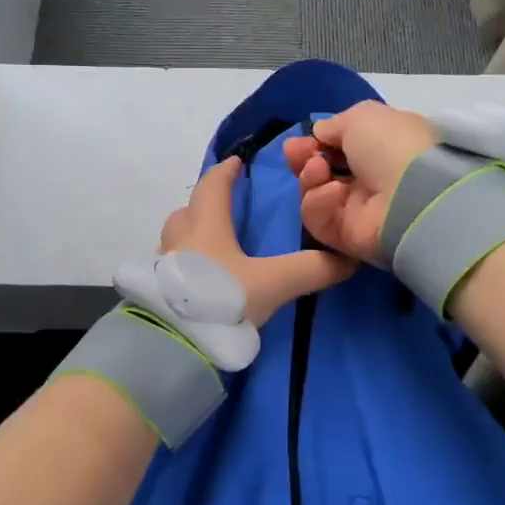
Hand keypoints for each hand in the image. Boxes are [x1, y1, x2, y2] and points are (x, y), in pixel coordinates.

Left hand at [160, 155, 355, 326]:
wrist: (173, 341)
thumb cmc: (222, 297)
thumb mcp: (273, 284)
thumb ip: (310, 269)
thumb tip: (348, 259)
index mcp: (206, 223)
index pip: (213, 184)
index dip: (226, 171)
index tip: (237, 162)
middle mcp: (180, 236)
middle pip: (189, 209)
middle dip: (206, 204)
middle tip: (227, 208)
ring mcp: (163, 263)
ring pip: (178, 237)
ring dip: (194, 234)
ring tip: (216, 246)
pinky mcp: (156, 290)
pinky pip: (174, 264)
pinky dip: (188, 263)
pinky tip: (203, 279)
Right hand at [283, 102, 438, 265]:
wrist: (411, 195)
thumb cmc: (391, 146)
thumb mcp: (362, 117)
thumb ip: (335, 124)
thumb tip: (320, 134)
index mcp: (379, 148)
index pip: (338, 147)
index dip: (316, 141)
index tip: (303, 138)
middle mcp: (367, 179)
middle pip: (320, 171)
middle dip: (303, 159)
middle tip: (295, 152)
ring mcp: (356, 210)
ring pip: (313, 194)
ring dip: (310, 177)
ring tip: (319, 170)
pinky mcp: (345, 237)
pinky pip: (318, 218)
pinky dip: (319, 203)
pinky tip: (334, 193)